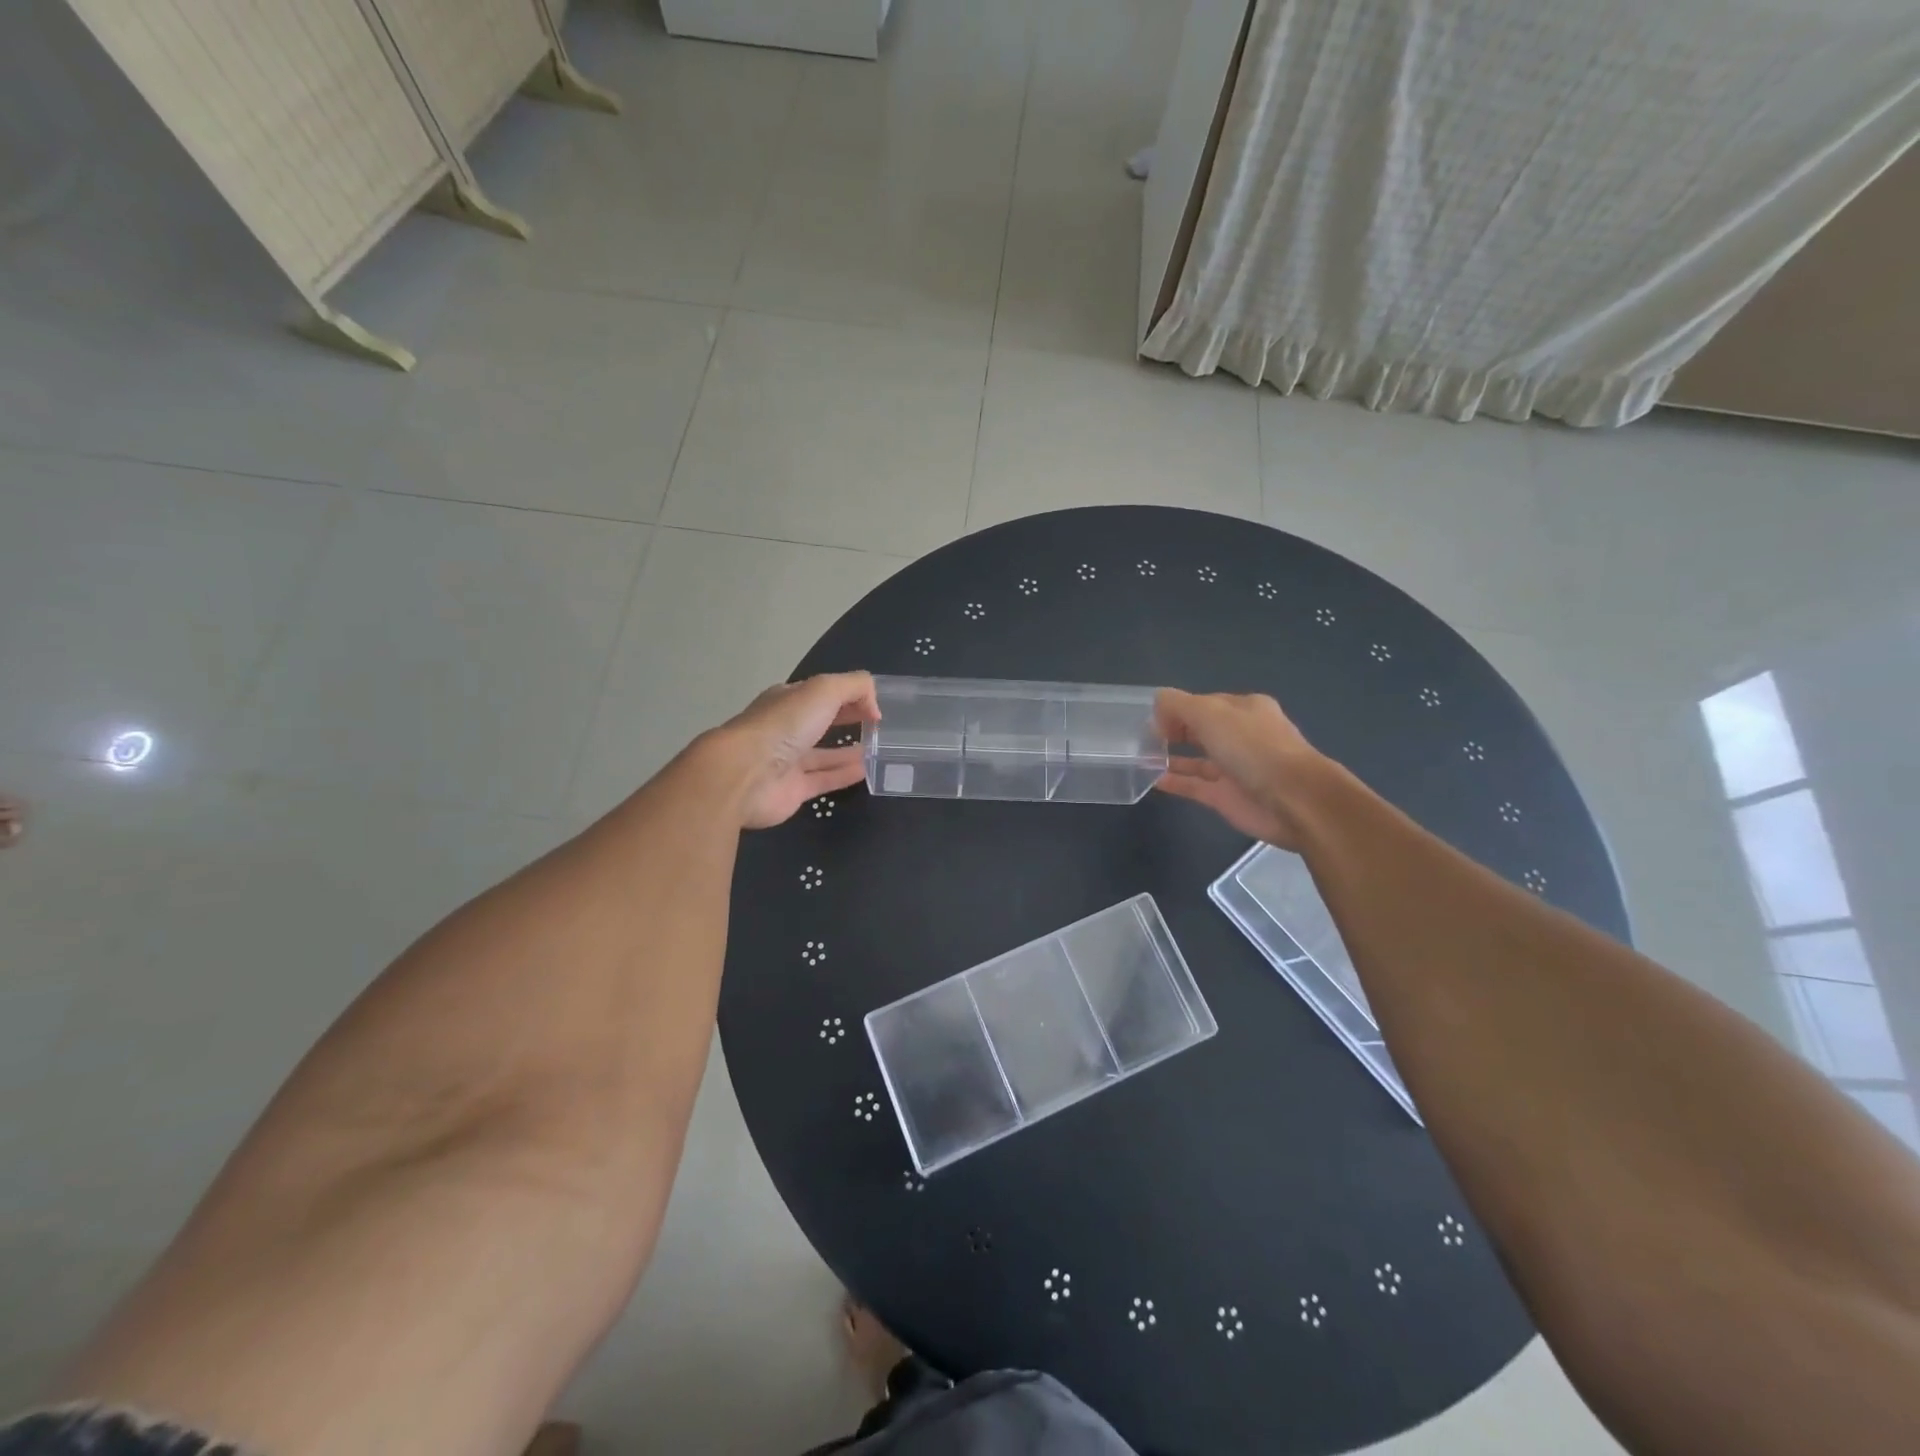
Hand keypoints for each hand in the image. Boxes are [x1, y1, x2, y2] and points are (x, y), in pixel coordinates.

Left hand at [711, 672, 879, 829]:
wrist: (745, 775)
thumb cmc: (783, 725)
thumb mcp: (824, 690)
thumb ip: (855, 687)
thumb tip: (874, 709)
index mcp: (788, 700)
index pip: (822, 693)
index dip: (849, 695)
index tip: (875, 705)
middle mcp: (786, 728)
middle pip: (822, 721)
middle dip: (848, 719)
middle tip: (878, 725)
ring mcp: (788, 761)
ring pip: (823, 754)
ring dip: (848, 751)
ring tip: (878, 749)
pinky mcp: (792, 790)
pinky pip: (824, 780)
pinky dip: (844, 775)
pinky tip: (865, 771)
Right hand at [1152, 688, 1326, 848]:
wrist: (1293, 799)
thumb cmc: (1252, 747)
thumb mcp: (1210, 713)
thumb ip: (1178, 705)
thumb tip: (1157, 706)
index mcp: (1245, 709)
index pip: (1204, 703)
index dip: (1177, 708)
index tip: (1152, 718)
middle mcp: (1241, 736)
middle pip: (1201, 730)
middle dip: (1173, 731)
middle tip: (1143, 737)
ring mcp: (1234, 769)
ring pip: (1196, 759)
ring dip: (1170, 757)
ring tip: (1140, 757)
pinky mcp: (1227, 797)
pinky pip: (1194, 786)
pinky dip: (1174, 782)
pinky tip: (1151, 779)